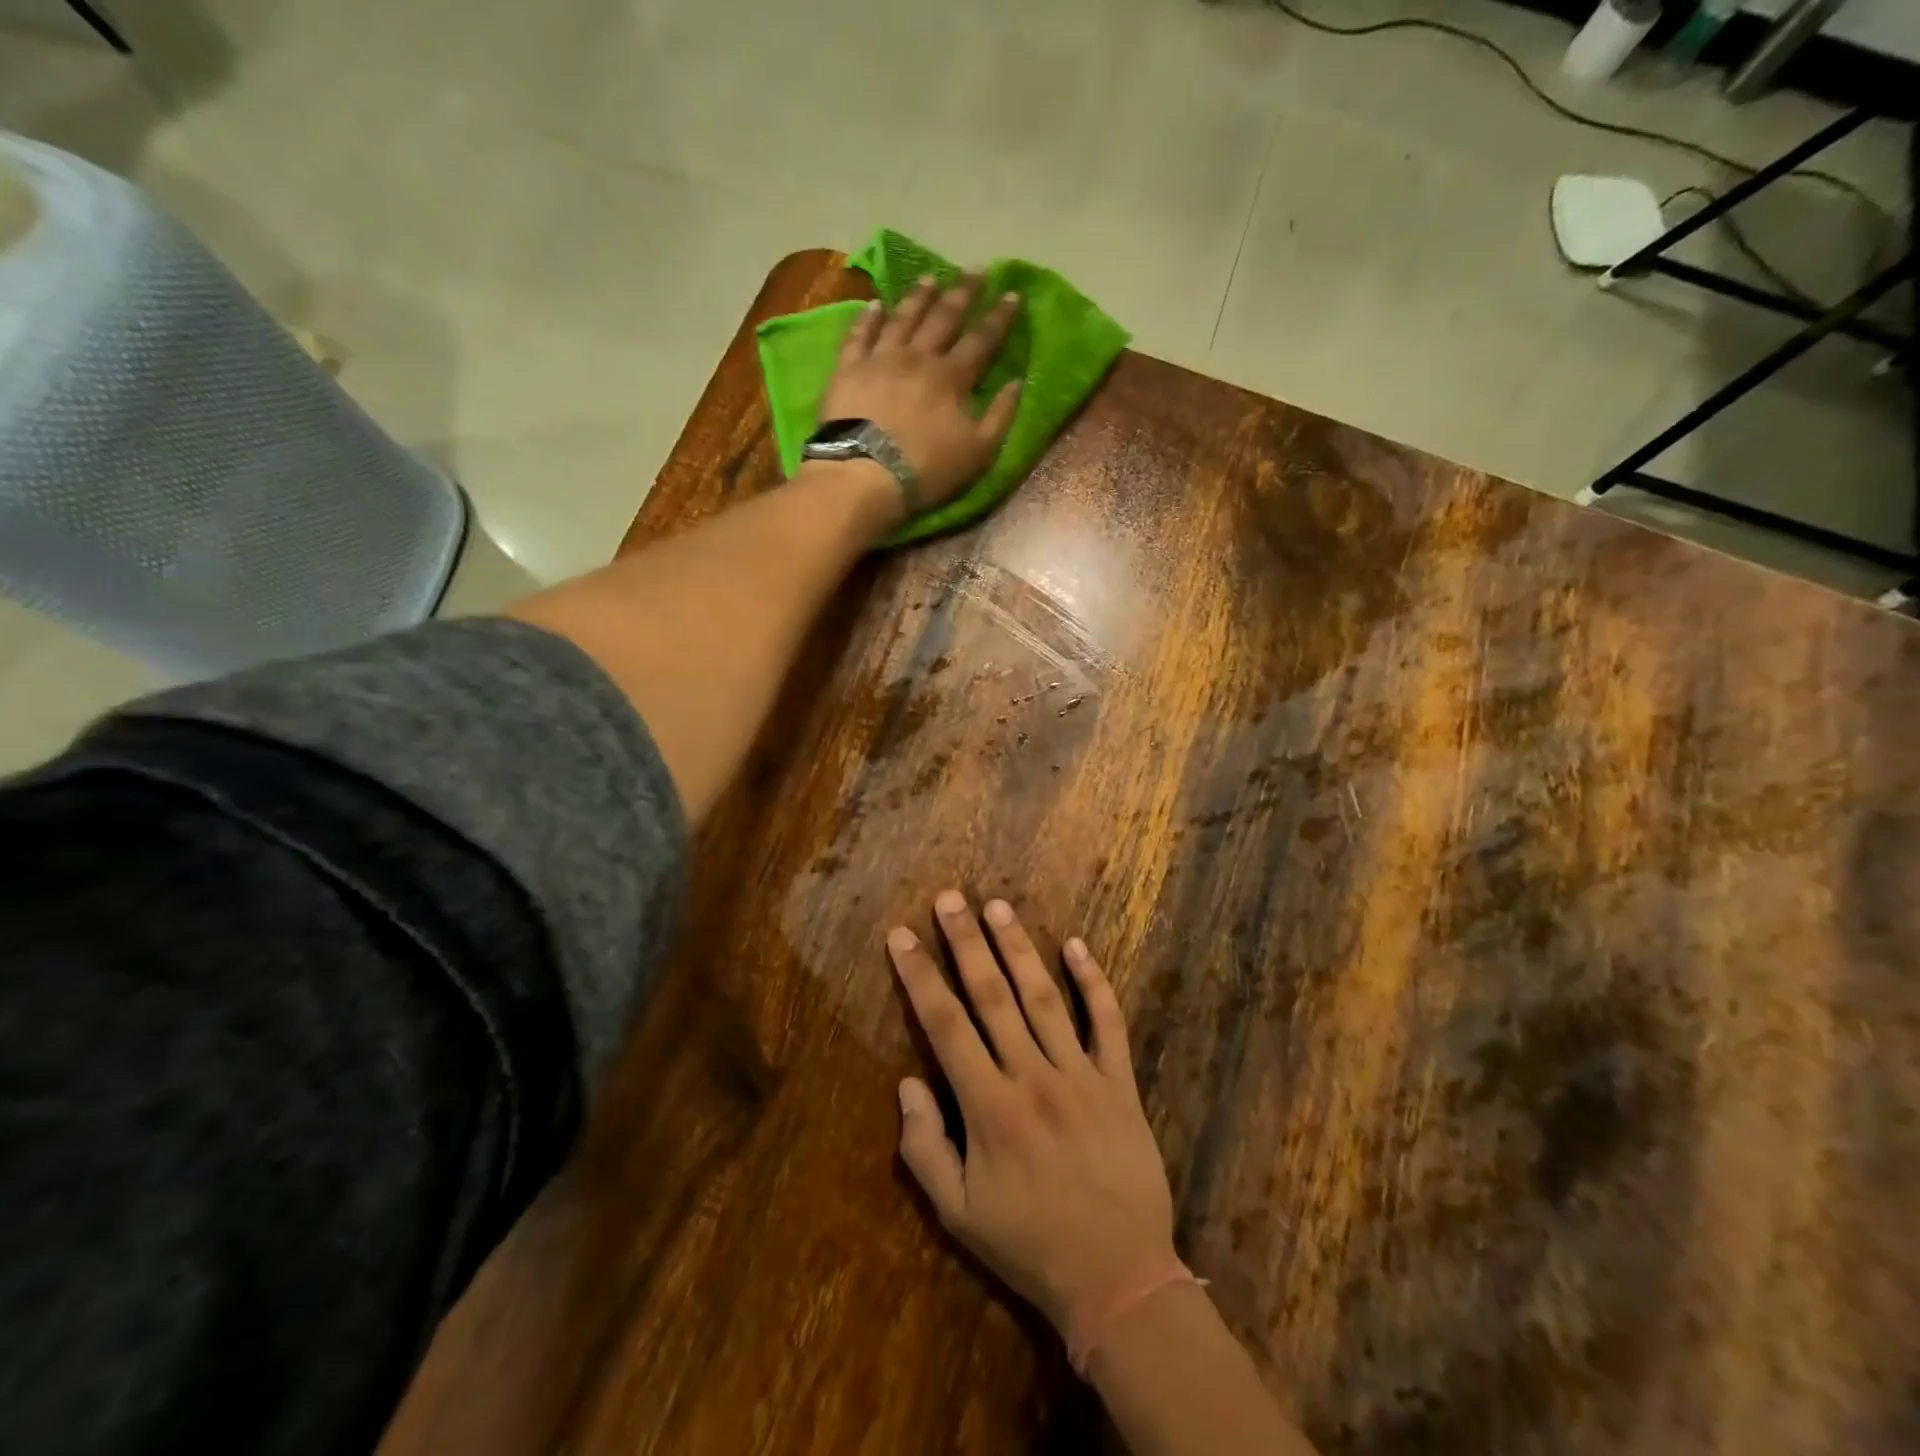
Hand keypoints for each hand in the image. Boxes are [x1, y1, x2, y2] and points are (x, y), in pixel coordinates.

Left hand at [820, 277, 1021, 512]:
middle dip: (963, 292)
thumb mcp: (977, 452)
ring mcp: (881, 359)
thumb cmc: (926, 469)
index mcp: (952, 377)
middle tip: (976, 270)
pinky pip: (859, 334)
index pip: (982, 340)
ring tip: (932, 278)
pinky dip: (868, 317)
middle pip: (944, 317)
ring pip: (903, 317)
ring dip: (919, 296)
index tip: (1013, 294)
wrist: (865, 474)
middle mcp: (918, 357)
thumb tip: (1017, 383)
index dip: (1000, 317)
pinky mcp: (848, 368)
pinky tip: (874, 304)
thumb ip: (1000, 416)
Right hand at [886, 891, 1175, 1334]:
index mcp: (988, 1107)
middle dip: (966, 942)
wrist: (1118, 1277)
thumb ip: (924, 1149)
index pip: (945, 1025)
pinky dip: (1093, 982)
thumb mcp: (958, 1215)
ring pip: (1043, 997)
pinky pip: (1107, 1022)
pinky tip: (1076, 945)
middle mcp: (1032, 1077)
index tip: (901, 936)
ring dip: (1018, 948)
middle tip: (949, 897)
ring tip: (997, 906)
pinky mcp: (1119, 1082)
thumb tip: (908, 1082)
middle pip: (992, 996)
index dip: (920, 977)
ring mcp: (1080, 1075)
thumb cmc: (1030, 1244)